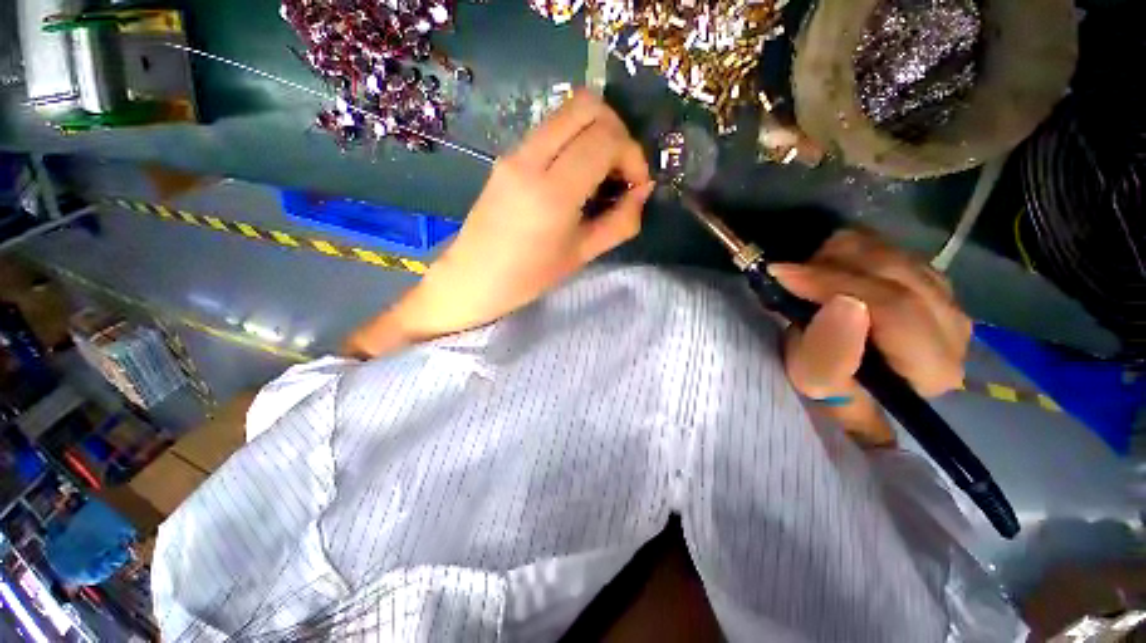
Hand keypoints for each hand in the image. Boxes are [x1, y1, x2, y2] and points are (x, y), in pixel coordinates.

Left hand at [343, 91, 653, 356]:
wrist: (473, 277)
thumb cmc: (529, 277)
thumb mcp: (582, 255)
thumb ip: (620, 222)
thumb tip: (642, 192)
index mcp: (552, 192)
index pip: (605, 139)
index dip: (632, 155)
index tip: (636, 185)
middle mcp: (530, 159)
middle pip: (587, 106)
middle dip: (617, 132)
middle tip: (621, 170)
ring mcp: (514, 152)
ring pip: (567, 111)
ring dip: (596, 132)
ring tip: (602, 173)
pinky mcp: (507, 155)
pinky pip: (551, 129)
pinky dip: (575, 139)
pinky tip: (577, 174)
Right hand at [770, 230, 971, 445]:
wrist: (848, 379)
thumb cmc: (828, 388)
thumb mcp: (815, 381)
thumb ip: (830, 352)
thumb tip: (844, 303)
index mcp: (932, 367)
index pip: (894, 308)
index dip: (835, 284)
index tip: (783, 275)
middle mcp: (954, 330)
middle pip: (897, 274)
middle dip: (833, 266)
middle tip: (788, 271)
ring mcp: (948, 300)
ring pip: (894, 255)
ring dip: (839, 257)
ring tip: (804, 273)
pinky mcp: (934, 282)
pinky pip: (894, 248)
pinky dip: (852, 251)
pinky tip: (827, 268)